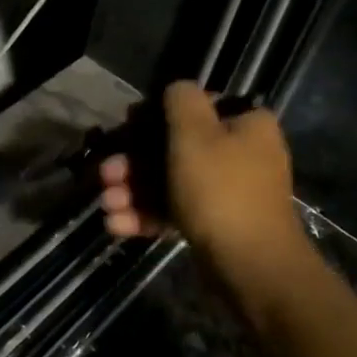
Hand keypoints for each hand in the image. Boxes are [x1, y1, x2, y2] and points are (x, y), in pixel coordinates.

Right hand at [99, 81, 299, 264]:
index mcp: (246, 125)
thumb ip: (181, 100)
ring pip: (171, 182)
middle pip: (176, 148)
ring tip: (107, 204)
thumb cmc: (220, 189)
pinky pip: (176, 211)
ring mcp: (229, 193)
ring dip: (134, 191)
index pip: (197, 107)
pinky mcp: (216, 225)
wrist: (250, 266)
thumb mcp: (194, 133)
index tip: (126, 126)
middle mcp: (242, 154)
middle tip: (106, 174)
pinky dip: (147, 215)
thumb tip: (176, 89)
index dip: (156, 114)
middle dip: (135, 162)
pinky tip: (116, 224)